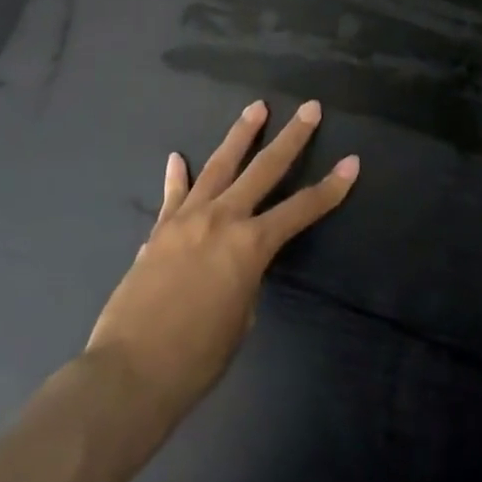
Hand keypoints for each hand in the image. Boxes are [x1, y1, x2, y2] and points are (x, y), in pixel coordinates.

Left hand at [83, 100, 357, 428]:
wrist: (129, 372)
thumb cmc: (197, 358)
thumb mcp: (241, 318)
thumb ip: (245, 279)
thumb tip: (232, 262)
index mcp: (251, 245)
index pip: (301, 209)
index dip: (331, 188)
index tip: (352, 162)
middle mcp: (222, 219)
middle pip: (264, 168)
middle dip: (292, 137)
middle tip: (310, 109)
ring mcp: (187, 219)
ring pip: (218, 166)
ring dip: (240, 135)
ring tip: (256, 108)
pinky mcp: (159, 230)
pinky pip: (173, 195)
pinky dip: (177, 175)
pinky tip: (177, 157)